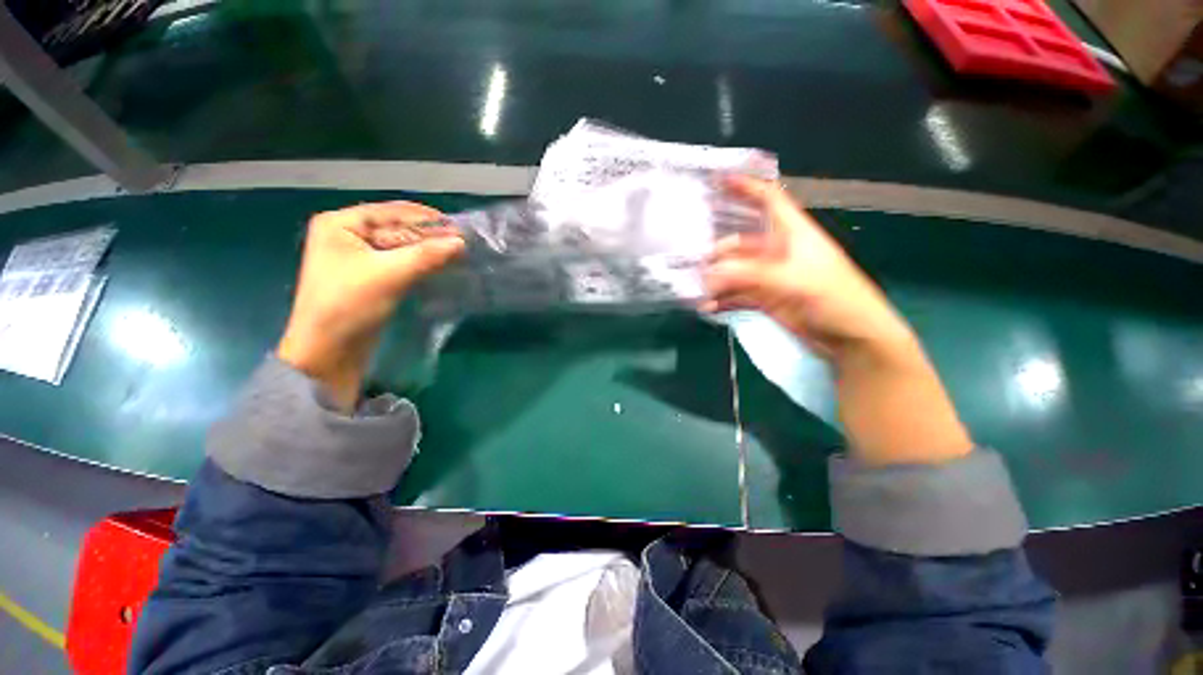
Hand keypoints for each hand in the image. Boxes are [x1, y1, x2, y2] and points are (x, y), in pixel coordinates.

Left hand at [277, 202, 464, 410]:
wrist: (328, 352)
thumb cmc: (349, 306)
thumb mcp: (389, 275)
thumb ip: (427, 255)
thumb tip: (461, 242)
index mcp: (340, 224)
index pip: (392, 212)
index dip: (427, 219)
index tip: (460, 229)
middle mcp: (347, 235)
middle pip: (397, 228)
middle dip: (429, 236)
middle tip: (463, 245)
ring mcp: (358, 258)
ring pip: (400, 247)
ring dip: (427, 251)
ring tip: (457, 255)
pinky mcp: (369, 278)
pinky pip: (399, 263)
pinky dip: (420, 264)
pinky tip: (441, 267)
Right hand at [702, 176, 915, 362]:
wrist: (851, 337)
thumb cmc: (834, 298)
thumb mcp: (793, 280)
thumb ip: (749, 275)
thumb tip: (710, 275)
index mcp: (793, 234)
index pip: (768, 200)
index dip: (746, 187)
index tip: (718, 181)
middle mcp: (777, 251)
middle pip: (740, 242)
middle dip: (717, 251)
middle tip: (692, 263)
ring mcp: (769, 276)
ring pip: (735, 271)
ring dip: (716, 280)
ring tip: (696, 290)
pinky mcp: (765, 298)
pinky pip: (736, 294)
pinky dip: (722, 300)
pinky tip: (708, 307)